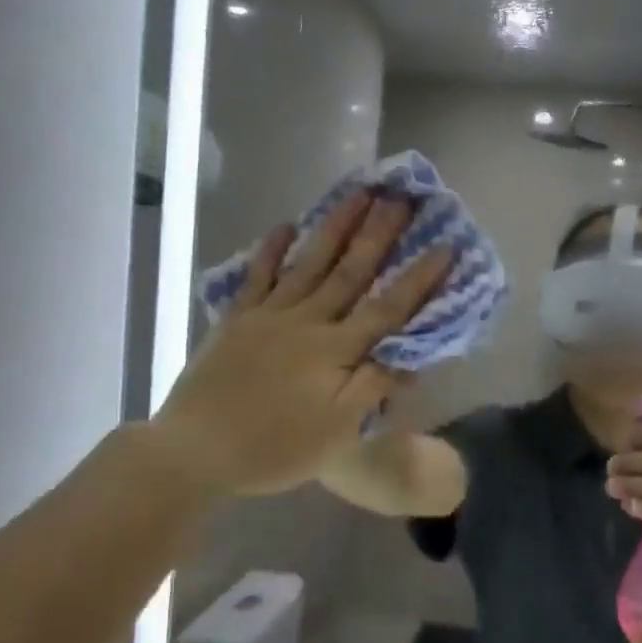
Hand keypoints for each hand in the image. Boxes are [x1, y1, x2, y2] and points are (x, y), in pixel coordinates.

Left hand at [149, 191, 449, 498]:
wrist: (196, 449)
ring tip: (357, 193)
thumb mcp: (337, 432)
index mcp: (336, 351)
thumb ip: (373, 387)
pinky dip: (272, 249)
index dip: (418, 279)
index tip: (445, 247)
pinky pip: (258, 275)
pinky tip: (286, 225)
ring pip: (310, 263)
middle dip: (379, 234)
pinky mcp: (238, 319)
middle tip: (401, 197)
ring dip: (336, 227)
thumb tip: (412, 355)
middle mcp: (308, 322)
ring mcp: (269, 315)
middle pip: (351, 272)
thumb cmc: (275, 448)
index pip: (388, 309)